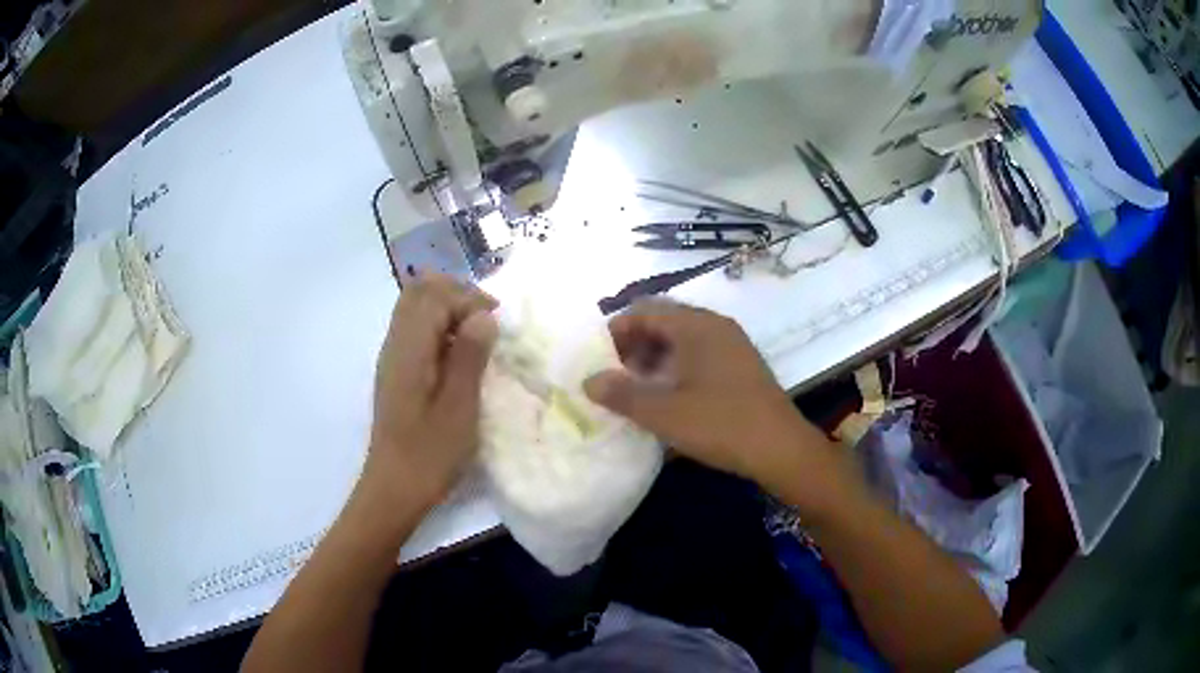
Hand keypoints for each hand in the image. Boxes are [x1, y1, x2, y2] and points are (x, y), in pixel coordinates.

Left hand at [364, 274, 497, 511]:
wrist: (394, 487)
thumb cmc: (430, 454)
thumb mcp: (459, 407)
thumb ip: (470, 356)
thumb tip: (483, 315)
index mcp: (410, 350)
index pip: (435, 296)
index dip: (469, 300)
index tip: (497, 325)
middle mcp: (395, 344)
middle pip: (419, 291)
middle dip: (457, 294)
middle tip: (487, 319)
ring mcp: (392, 356)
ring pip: (415, 307)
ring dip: (448, 308)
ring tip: (478, 334)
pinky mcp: (396, 371)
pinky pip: (415, 329)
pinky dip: (439, 327)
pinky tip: (459, 355)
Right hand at [583, 302, 849, 513]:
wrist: (780, 448)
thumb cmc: (720, 424)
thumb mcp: (663, 413)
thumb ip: (621, 394)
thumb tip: (589, 380)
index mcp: (695, 325)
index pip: (645, 309)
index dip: (617, 330)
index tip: (599, 360)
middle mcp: (715, 325)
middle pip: (663, 320)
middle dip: (634, 344)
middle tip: (616, 376)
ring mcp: (732, 344)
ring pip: (682, 338)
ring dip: (655, 357)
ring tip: (638, 389)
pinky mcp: (741, 365)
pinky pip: (700, 353)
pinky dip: (677, 366)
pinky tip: (670, 396)